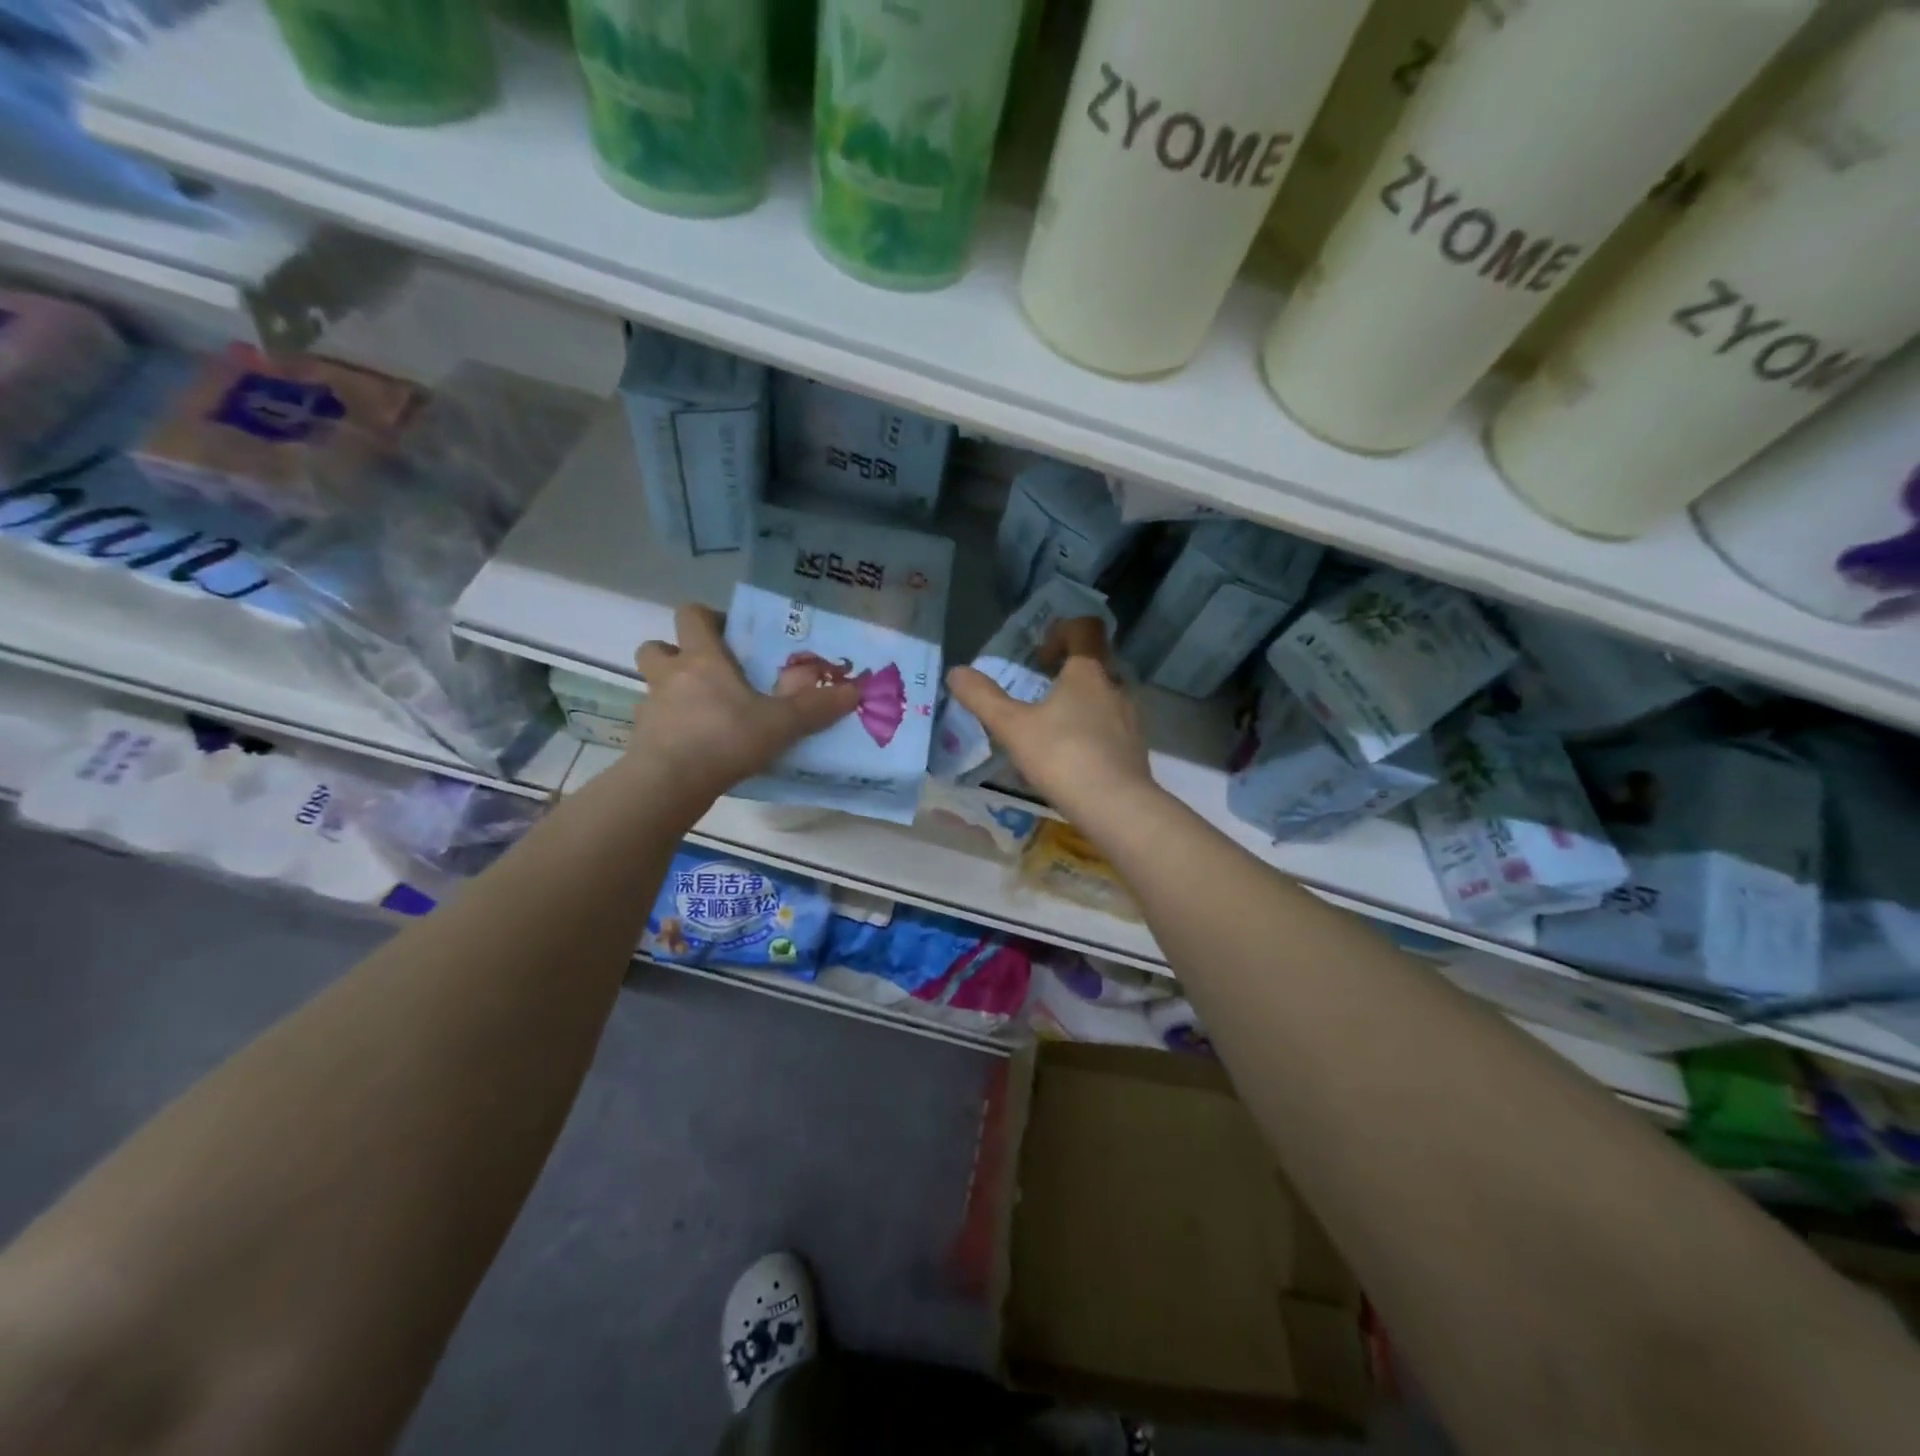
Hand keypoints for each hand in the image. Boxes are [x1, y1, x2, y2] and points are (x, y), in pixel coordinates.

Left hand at [632, 605, 859, 797]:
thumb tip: (855, 691)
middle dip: (676, 652)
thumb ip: (816, 708)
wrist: (671, 782)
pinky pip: (652, 721)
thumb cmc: (725, 739)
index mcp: (702, 658)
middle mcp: (670, 674)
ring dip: (670, 689)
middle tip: (707, 671)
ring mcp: (651, 705)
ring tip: (700, 710)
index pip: (691, 615)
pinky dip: (668, 726)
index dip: (707, 618)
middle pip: (657, 646)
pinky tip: (691, 745)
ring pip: (652, 684)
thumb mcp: (781, 724)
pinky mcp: (641, 737)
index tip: (729, 634)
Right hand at [946, 616, 1153, 814]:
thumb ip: (983, 698)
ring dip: (1078, 703)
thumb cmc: (1062, 756)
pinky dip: (1090, 732)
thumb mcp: (1012, 727)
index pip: (1085, 629)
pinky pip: (1110, 728)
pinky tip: (1070, 759)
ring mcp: (1130, 719)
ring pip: (1103, 698)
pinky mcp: (1135, 749)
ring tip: (1050, 728)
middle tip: (1038, 691)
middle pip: (1094, 664)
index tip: (1039, 655)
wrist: (1117, 807)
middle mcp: (1114, 688)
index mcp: (1088, 672)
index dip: (1062, 631)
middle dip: (1066, 672)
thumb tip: (955, 672)